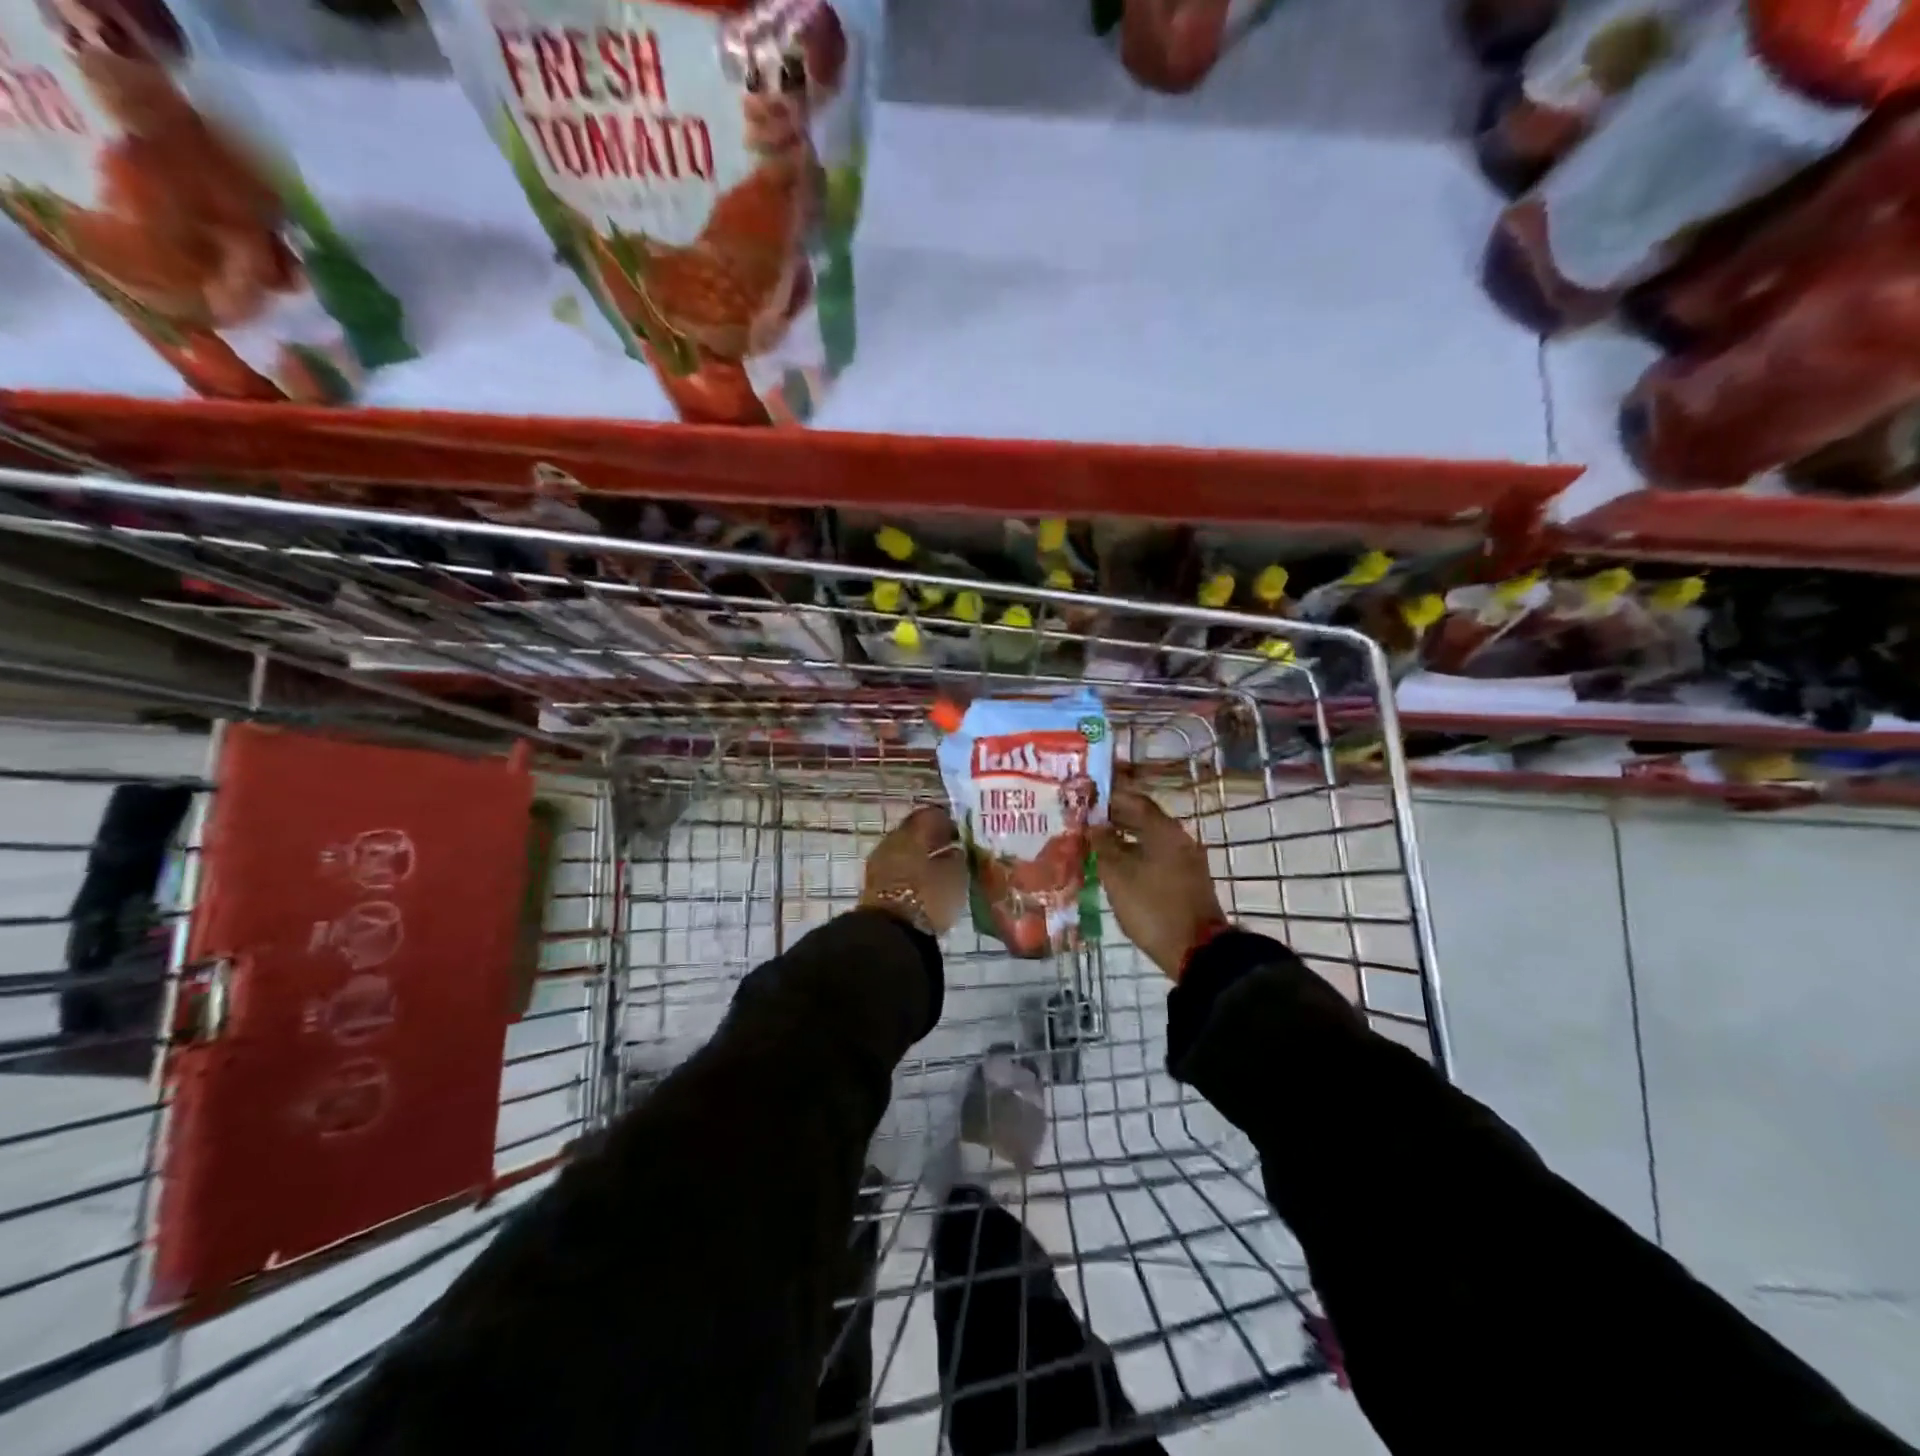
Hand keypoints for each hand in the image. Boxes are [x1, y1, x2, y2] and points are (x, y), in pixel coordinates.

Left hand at [861, 804, 966, 935]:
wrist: (889, 934)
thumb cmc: (926, 898)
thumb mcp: (953, 878)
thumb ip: (957, 860)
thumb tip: (957, 851)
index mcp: (911, 833)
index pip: (930, 815)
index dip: (947, 822)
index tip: (961, 832)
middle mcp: (891, 841)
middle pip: (914, 832)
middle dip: (933, 839)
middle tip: (953, 850)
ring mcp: (879, 862)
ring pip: (905, 851)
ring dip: (921, 856)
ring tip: (942, 870)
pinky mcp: (874, 885)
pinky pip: (898, 868)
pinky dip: (912, 871)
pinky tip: (928, 883)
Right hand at [1091, 788, 1226, 978]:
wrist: (1196, 950)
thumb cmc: (1152, 907)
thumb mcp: (1118, 875)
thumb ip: (1104, 845)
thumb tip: (1094, 826)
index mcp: (1164, 831)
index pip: (1135, 801)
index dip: (1110, 798)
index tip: (1088, 798)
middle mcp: (1179, 839)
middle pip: (1144, 819)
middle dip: (1116, 818)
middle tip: (1087, 821)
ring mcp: (1186, 860)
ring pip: (1151, 839)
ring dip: (1125, 838)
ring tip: (1097, 844)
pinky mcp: (1187, 880)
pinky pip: (1158, 856)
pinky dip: (1137, 854)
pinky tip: (1118, 866)